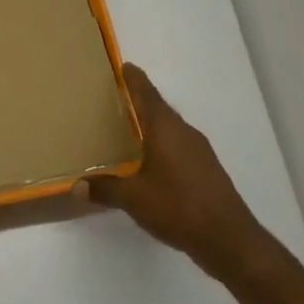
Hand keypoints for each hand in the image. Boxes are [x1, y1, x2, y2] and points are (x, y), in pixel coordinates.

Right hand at [83, 64, 283, 278]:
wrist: (227, 238)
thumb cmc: (177, 206)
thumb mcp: (133, 198)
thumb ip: (105, 189)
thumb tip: (77, 186)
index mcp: (166, 130)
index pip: (147, 96)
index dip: (135, 80)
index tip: (125, 66)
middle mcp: (184, 134)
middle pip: (160, 110)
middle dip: (141, 102)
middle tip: (119, 97)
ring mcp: (199, 153)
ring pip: (171, 130)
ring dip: (153, 125)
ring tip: (131, 129)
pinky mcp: (206, 171)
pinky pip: (179, 148)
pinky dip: (162, 146)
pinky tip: (150, 162)